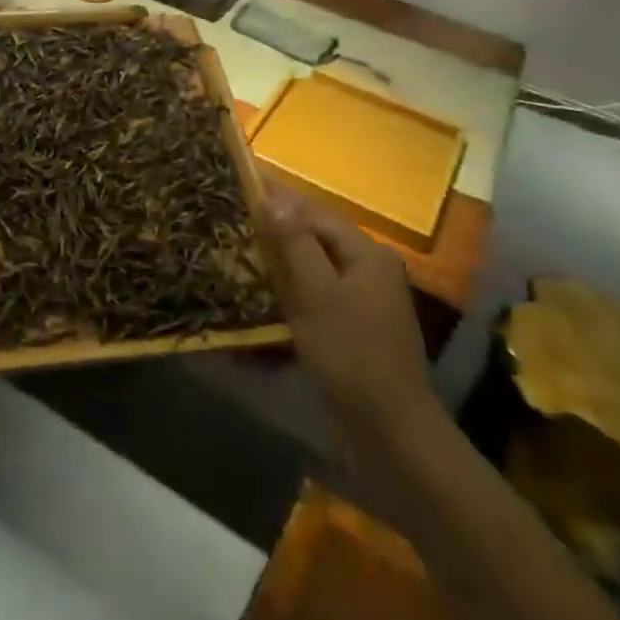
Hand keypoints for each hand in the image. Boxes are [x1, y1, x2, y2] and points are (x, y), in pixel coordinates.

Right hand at [260, 188, 438, 446]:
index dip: (277, 197)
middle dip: (273, 231)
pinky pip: (313, 299)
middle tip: (229, 220)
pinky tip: (259, 300)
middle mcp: (367, 270)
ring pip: (310, 270)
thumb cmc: (351, 356)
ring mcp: (361, 303)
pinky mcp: (350, 330)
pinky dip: (287, 296)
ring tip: (235, 255)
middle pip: (313, 238)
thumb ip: (294, 244)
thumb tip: (272, 198)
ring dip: (276, 264)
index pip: (314, 212)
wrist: (390, 435)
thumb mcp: (317, 295)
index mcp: (366, 254)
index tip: (239, 183)